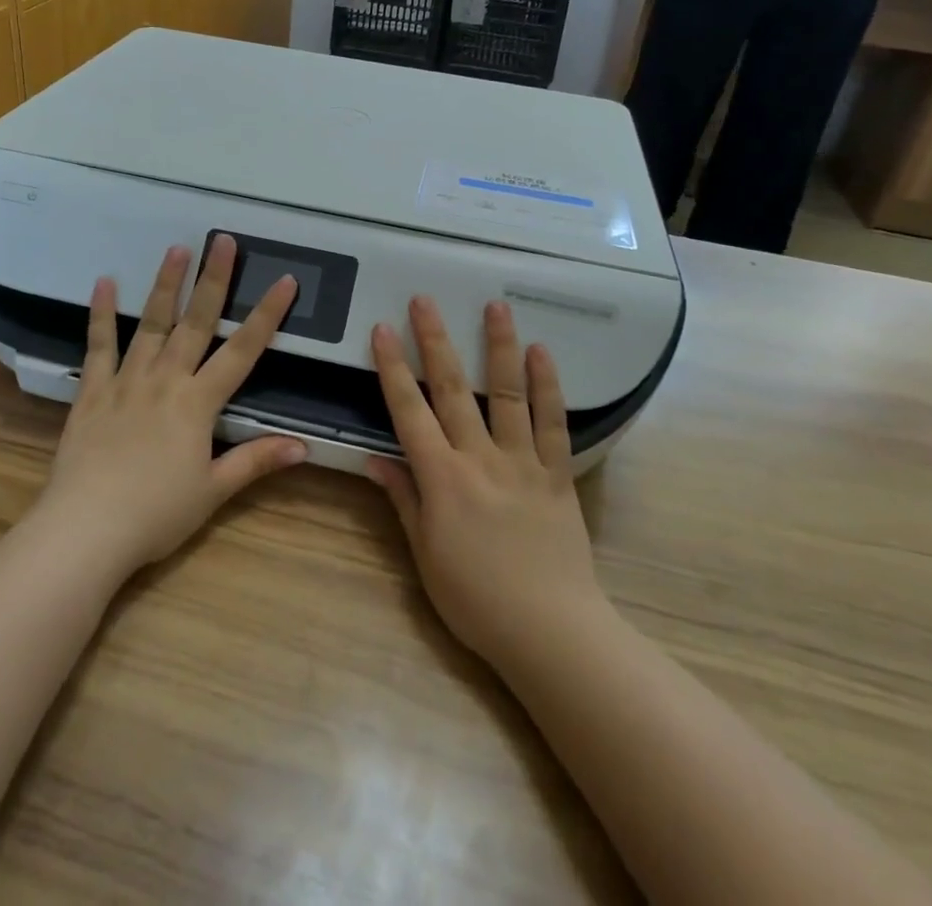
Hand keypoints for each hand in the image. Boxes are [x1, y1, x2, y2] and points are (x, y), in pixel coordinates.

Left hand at [37, 236, 307, 575]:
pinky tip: (102, 282)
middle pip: (195, 322)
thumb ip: (256, 461)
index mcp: (198, 402)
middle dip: (213, 280)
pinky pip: (98, 346)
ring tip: (176, 249)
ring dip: (165, 284)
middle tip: (222, 240)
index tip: (285, 280)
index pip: (242, 351)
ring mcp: (126, 381)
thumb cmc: (156, 514)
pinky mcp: (92, 391)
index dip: (266, 315)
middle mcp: (166, 380)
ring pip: (150, 323)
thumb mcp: (213, 491)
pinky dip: (100, 314)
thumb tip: (305, 446)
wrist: (85, 530)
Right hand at [367, 298, 603, 670]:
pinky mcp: (557, 474)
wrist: (550, 631)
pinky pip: (553, 423)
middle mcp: (479, 458)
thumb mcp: (425, 556)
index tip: (382, 330)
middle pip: (453, 389)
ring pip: (507, 393)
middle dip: (435, 340)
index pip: (409, 412)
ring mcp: (522, 462)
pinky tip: (543, 352)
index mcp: (442, 478)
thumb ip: (402, 500)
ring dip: (499, 347)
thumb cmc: (476, 600)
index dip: (393, 369)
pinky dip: (548, 387)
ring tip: (495, 306)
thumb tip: (374, 458)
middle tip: (425, 299)